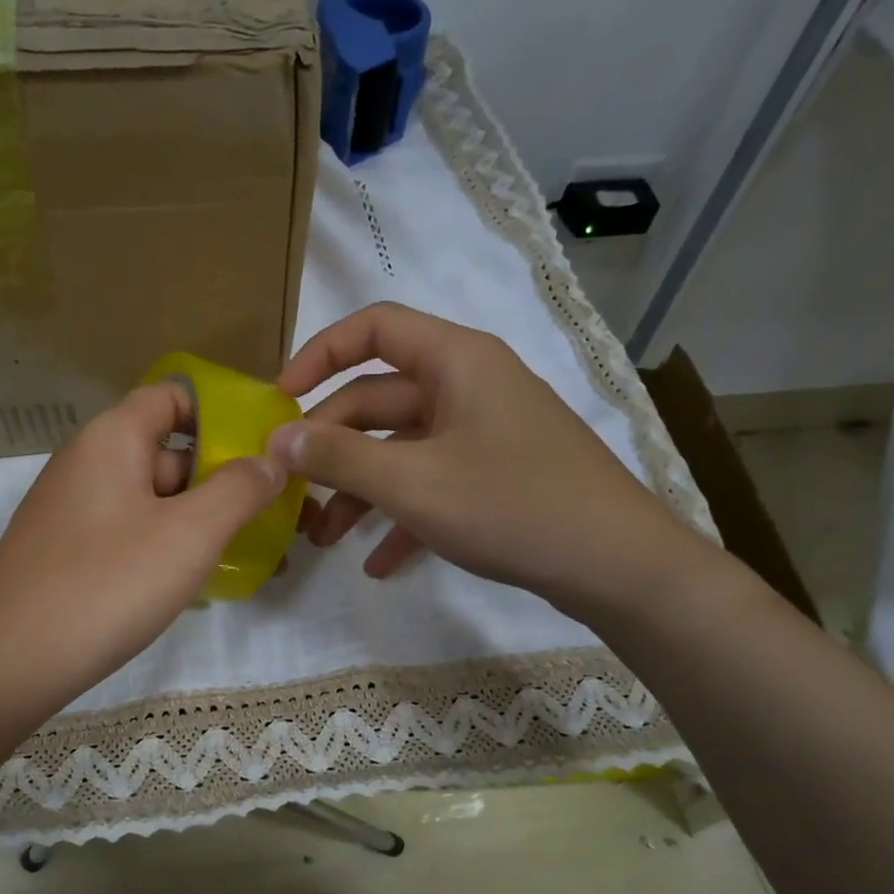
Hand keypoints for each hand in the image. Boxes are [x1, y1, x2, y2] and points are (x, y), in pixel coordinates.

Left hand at [0, 382, 286, 713]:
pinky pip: (128, 536)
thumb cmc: (107, 585)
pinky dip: (165, 549)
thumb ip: (239, 489)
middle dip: (221, 482)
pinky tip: (195, 584)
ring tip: (248, 557)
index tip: (263, 451)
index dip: (220, 415)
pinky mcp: (65, 555)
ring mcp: (71, 512)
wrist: (10, 663)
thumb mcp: (190, 534)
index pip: (171, 397)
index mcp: (110, 439)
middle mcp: (86, 465)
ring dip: (199, 522)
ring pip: (151, 502)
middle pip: (167, 454)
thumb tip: (269, 461)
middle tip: (272, 518)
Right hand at [266, 302, 706, 622]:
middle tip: (291, 489)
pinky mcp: (495, 474)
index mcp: (455, 361)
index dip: (318, 355)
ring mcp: (484, 432)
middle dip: (331, 447)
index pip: (372, 328)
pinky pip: (433, 483)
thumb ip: (339, 457)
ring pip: (401, 448)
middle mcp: (469, 385)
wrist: (615, 564)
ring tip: (322, 538)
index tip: (279, 401)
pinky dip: (401, 516)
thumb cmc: (511, 505)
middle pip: (378, 399)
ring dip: (359, 490)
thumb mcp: (412, 483)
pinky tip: (377, 562)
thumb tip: (277, 438)